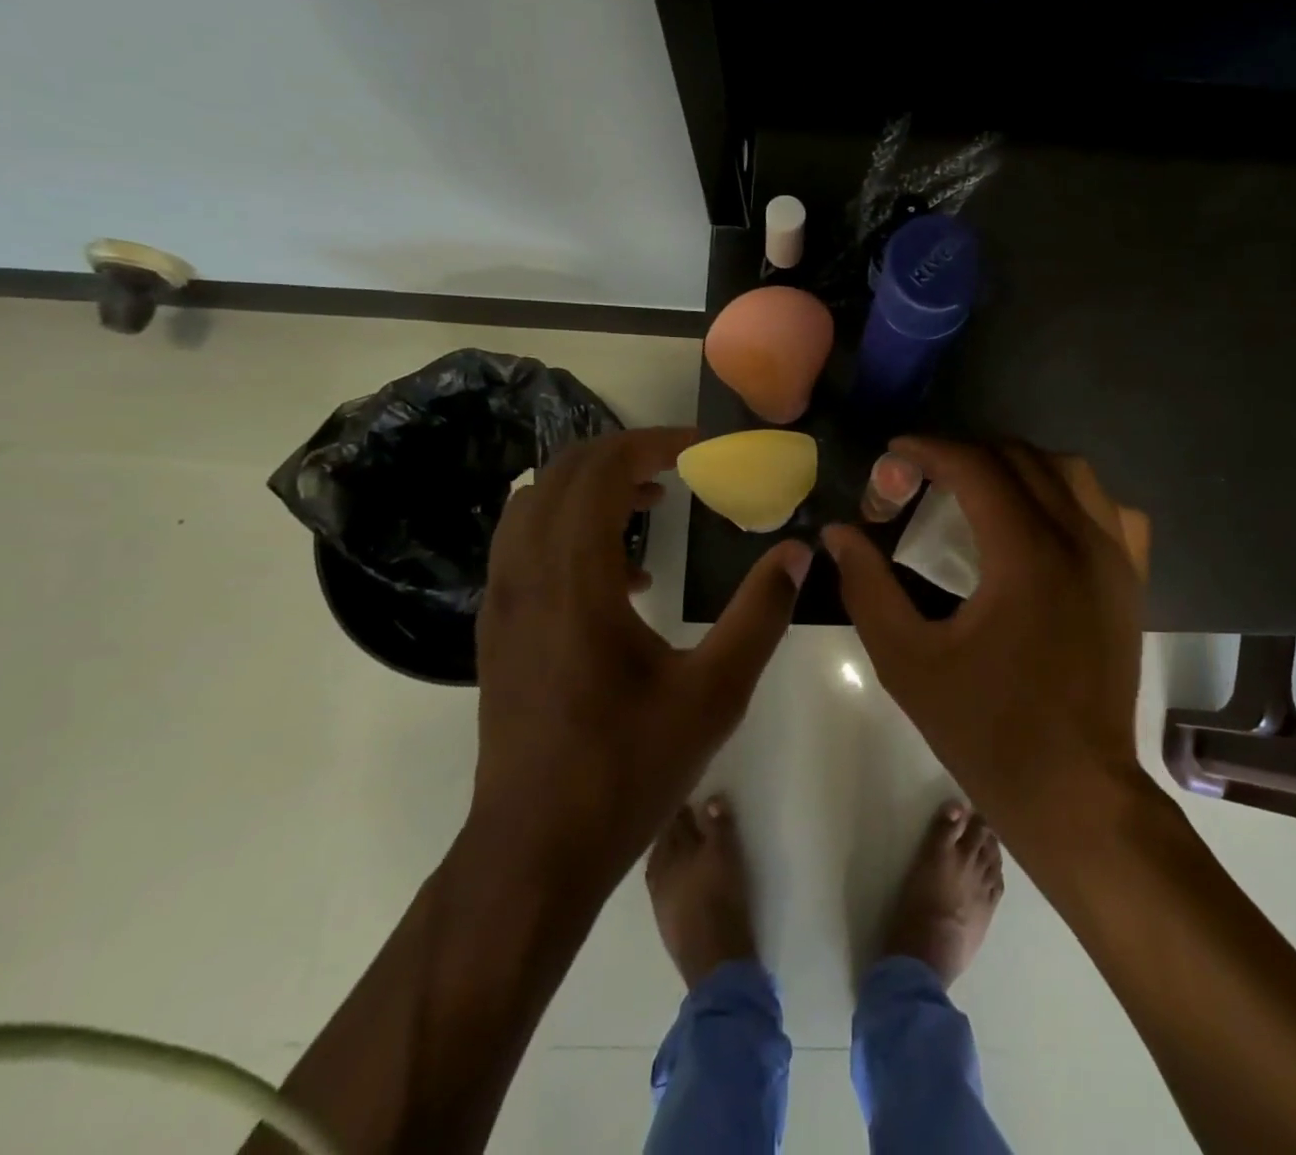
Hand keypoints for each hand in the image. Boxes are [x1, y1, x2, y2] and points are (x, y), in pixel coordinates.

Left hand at [472, 427, 810, 882]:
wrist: (534, 851)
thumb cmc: (628, 768)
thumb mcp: (715, 692)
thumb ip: (761, 613)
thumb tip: (798, 553)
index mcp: (575, 581)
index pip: (602, 472)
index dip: (654, 445)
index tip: (702, 450)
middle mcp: (526, 577)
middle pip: (563, 474)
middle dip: (625, 456)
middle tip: (682, 468)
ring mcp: (502, 603)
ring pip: (536, 505)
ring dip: (594, 489)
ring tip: (654, 508)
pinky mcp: (497, 628)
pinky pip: (526, 544)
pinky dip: (572, 527)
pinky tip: (626, 577)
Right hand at [823, 439, 1148, 859]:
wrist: (1074, 791)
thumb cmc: (986, 730)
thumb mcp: (907, 661)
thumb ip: (867, 587)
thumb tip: (838, 533)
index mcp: (1027, 555)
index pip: (977, 467)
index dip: (930, 449)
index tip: (896, 452)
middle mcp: (1081, 539)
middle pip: (1022, 458)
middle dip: (967, 454)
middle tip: (925, 477)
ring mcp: (1116, 558)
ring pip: (1070, 472)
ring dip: (1018, 465)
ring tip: (978, 488)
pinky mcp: (1132, 580)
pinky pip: (1109, 509)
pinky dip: (1070, 494)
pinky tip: (1043, 519)